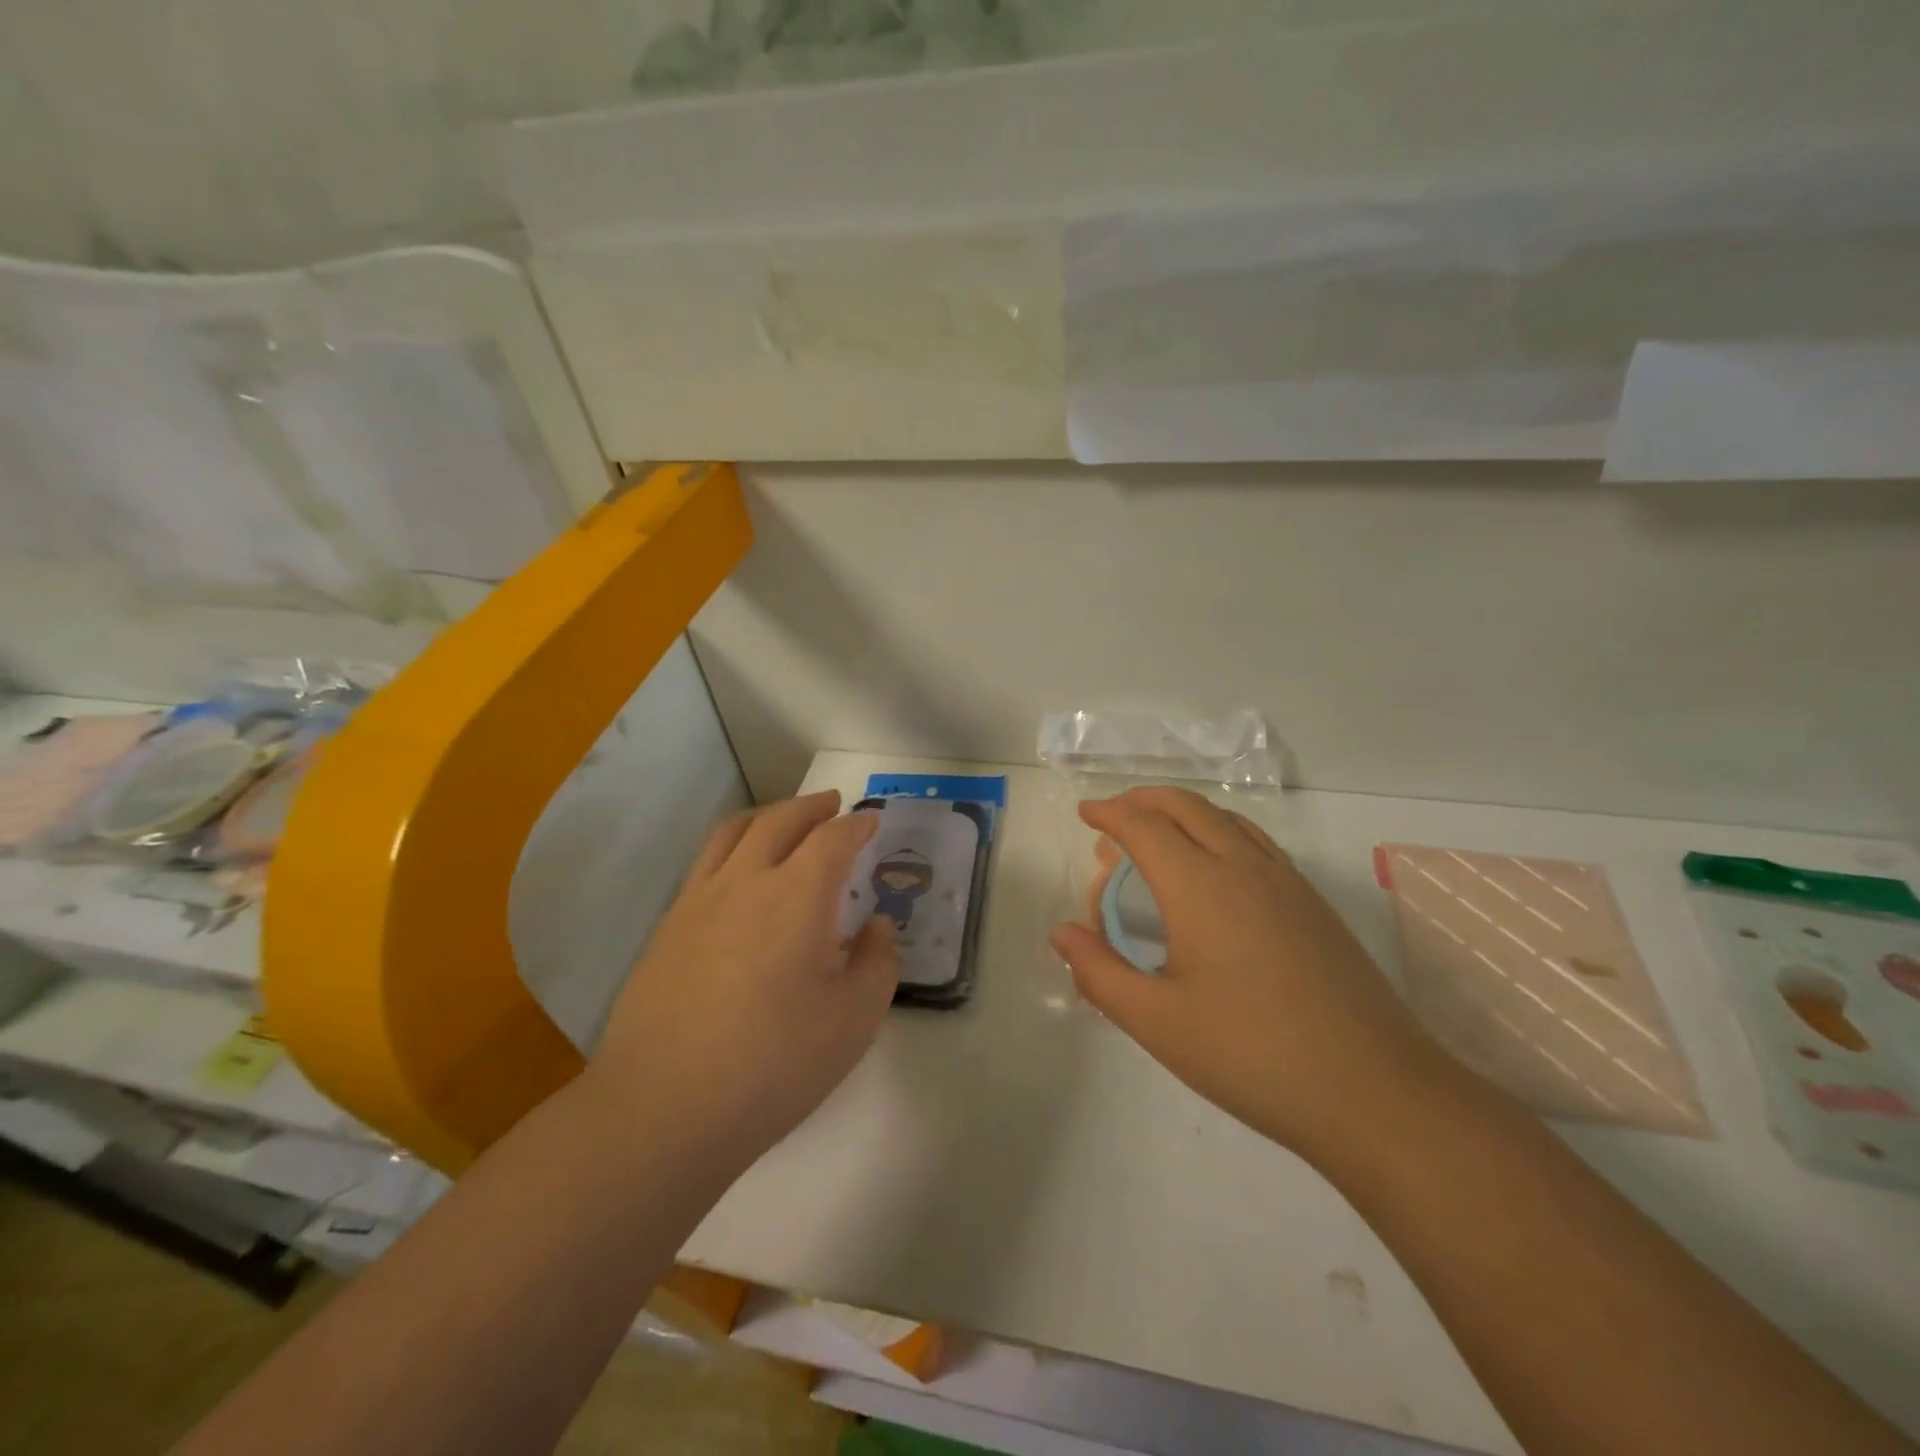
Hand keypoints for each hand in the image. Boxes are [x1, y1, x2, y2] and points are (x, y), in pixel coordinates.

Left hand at [588, 791, 896, 1173]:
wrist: (663, 1108)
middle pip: (779, 820)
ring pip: (732, 833)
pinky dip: (731, 849)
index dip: (856, 825)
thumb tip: (875, 926)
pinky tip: (737, 878)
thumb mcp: (853, 1021)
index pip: (833, 839)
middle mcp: (745, 881)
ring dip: (766, 816)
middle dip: (811, 807)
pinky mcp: (666, 928)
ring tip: (782, 821)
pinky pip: (703, 864)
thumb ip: (876, 963)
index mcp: (797, 895)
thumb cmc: (773, 1064)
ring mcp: (697, 901)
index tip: (871, 820)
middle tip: (832, 804)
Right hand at [1051, 787, 1455, 1167]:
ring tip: (1159, 834)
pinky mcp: (1314, 904)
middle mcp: (1243, 867)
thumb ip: (1100, 973)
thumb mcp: (1158, 1023)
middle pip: (1186, 806)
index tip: (1086, 814)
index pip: (1144, 826)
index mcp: (1199, 887)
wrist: (1375, 1092)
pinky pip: (1256, 843)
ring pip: (1226, 819)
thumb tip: (1062, 932)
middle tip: (1114, 815)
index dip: (1110, 813)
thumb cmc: (1252, 1055)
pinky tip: (1217, 870)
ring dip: (1184, 812)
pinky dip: (1220, 832)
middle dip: (1144, 800)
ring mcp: (1286, 882)